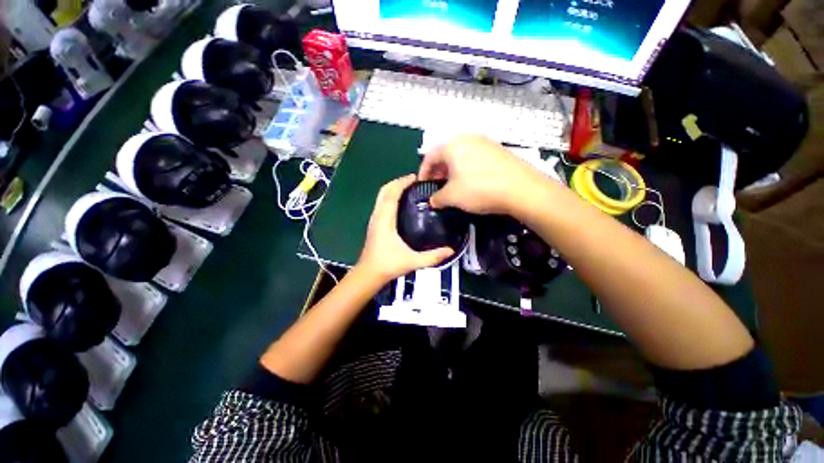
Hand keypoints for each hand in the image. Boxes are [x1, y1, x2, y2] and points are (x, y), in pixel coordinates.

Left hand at [356, 174, 453, 281]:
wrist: (368, 274)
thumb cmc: (387, 265)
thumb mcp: (412, 261)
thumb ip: (432, 257)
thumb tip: (450, 250)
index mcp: (385, 219)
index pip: (391, 193)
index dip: (402, 182)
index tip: (416, 178)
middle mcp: (377, 216)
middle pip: (384, 191)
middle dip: (398, 182)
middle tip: (414, 181)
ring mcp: (374, 219)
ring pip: (381, 196)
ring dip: (394, 189)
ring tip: (410, 189)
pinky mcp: (374, 224)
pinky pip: (381, 203)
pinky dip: (390, 197)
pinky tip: (401, 203)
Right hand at [419, 134, 545, 215]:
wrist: (521, 189)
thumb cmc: (479, 189)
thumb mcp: (452, 197)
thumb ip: (437, 198)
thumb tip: (433, 201)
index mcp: (452, 145)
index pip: (429, 156)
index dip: (423, 172)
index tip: (422, 185)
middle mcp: (467, 139)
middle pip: (445, 154)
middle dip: (438, 171)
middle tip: (437, 186)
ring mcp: (485, 143)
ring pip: (460, 155)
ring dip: (452, 170)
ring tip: (453, 185)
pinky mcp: (497, 150)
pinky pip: (474, 157)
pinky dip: (466, 169)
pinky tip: (471, 182)